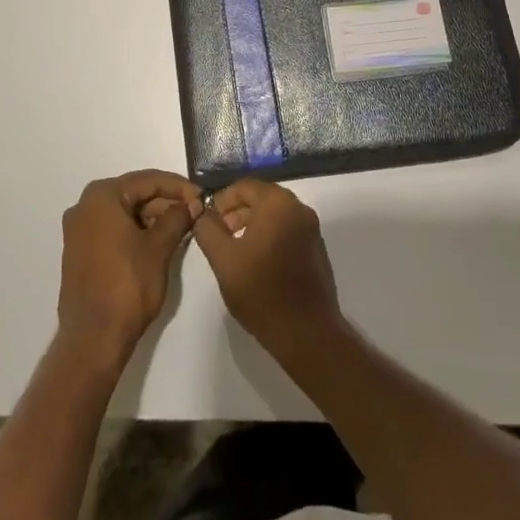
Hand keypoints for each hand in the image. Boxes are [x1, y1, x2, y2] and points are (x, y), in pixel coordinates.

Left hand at [57, 170, 201, 367]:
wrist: (93, 338)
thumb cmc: (127, 286)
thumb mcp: (159, 248)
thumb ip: (177, 218)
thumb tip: (192, 203)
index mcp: (101, 196)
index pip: (148, 180)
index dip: (179, 187)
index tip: (203, 197)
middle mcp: (84, 206)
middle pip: (134, 194)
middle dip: (165, 202)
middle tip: (195, 213)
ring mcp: (79, 229)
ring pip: (124, 212)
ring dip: (152, 217)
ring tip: (182, 228)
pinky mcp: (80, 251)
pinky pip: (113, 229)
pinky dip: (136, 231)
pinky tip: (159, 241)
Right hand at [192, 178, 342, 362]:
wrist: (306, 332)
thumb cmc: (261, 291)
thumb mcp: (223, 259)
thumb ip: (207, 229)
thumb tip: (201, 212)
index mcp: (278, 203)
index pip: (244, 186)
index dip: (221, 200)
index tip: (208, 221)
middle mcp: (299, 208)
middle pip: (261, 197)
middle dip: (236, 212)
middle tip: (219, 235)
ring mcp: (312, 229)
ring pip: (275, 214)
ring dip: (252, 224)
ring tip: (235, 250)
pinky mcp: (317, 248)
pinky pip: (288, 230)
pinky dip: (270, 236)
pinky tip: (258, 262)